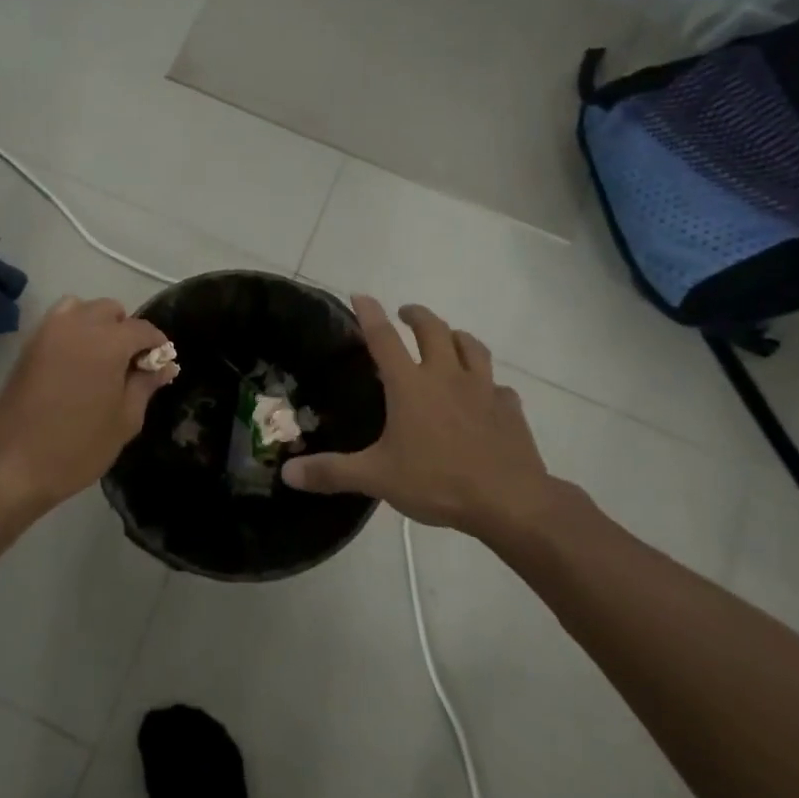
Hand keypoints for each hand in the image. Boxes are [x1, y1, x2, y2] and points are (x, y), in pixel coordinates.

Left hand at [0, 296, 176, 514]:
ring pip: (81, 308)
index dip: (157, 344)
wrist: (14, 465)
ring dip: (97, 324)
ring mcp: (48, 331)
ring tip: (100, 358)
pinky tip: (75, 362)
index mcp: (108, 342)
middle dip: (126, 330)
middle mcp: (78, 325)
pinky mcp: (28, 345)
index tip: (161, 365)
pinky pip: (57, 322)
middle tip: (129, 364)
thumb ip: (146, 385)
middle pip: (111, 310)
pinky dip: (72, 329)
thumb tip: (165, 365)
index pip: (142, 329)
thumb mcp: (125, 419)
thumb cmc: (79, 446)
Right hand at [280, 297, 574, 543]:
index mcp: (410, 385)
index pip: (384, 338)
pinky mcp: (510, 409)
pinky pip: (499, 386)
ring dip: (456, 336)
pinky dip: (488, 383)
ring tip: (448, 338)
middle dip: (417, 315)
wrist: (510, 501)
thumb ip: (332, 472)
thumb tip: (288, 473)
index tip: (360, 295)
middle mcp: (446, 376)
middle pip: (433, 330)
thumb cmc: (437, 482)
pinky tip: (485, 394)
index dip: (370, 314)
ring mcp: (483, 390)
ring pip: (471, 346)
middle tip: (405, 313)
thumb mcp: (377, 478)